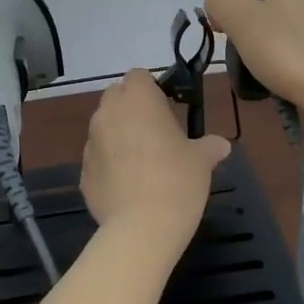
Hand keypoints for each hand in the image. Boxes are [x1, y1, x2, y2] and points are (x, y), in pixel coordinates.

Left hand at [80, 69, 229, 246]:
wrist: (142, 228)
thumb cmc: (177, 181)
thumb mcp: (202, 161)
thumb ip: (209, 147)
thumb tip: (221, 145)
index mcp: (138, 100)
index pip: (138, 76)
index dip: (151, 88)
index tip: (166, 107)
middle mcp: (108, 114)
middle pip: (115, 97)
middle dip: (131, 108)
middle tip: (155, 131)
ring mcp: (91, 144)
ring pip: (103, 128)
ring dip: (118, 135)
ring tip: (142, 161)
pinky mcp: (83, 173)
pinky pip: (98, 159)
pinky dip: (110, 165)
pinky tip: (128, 186)